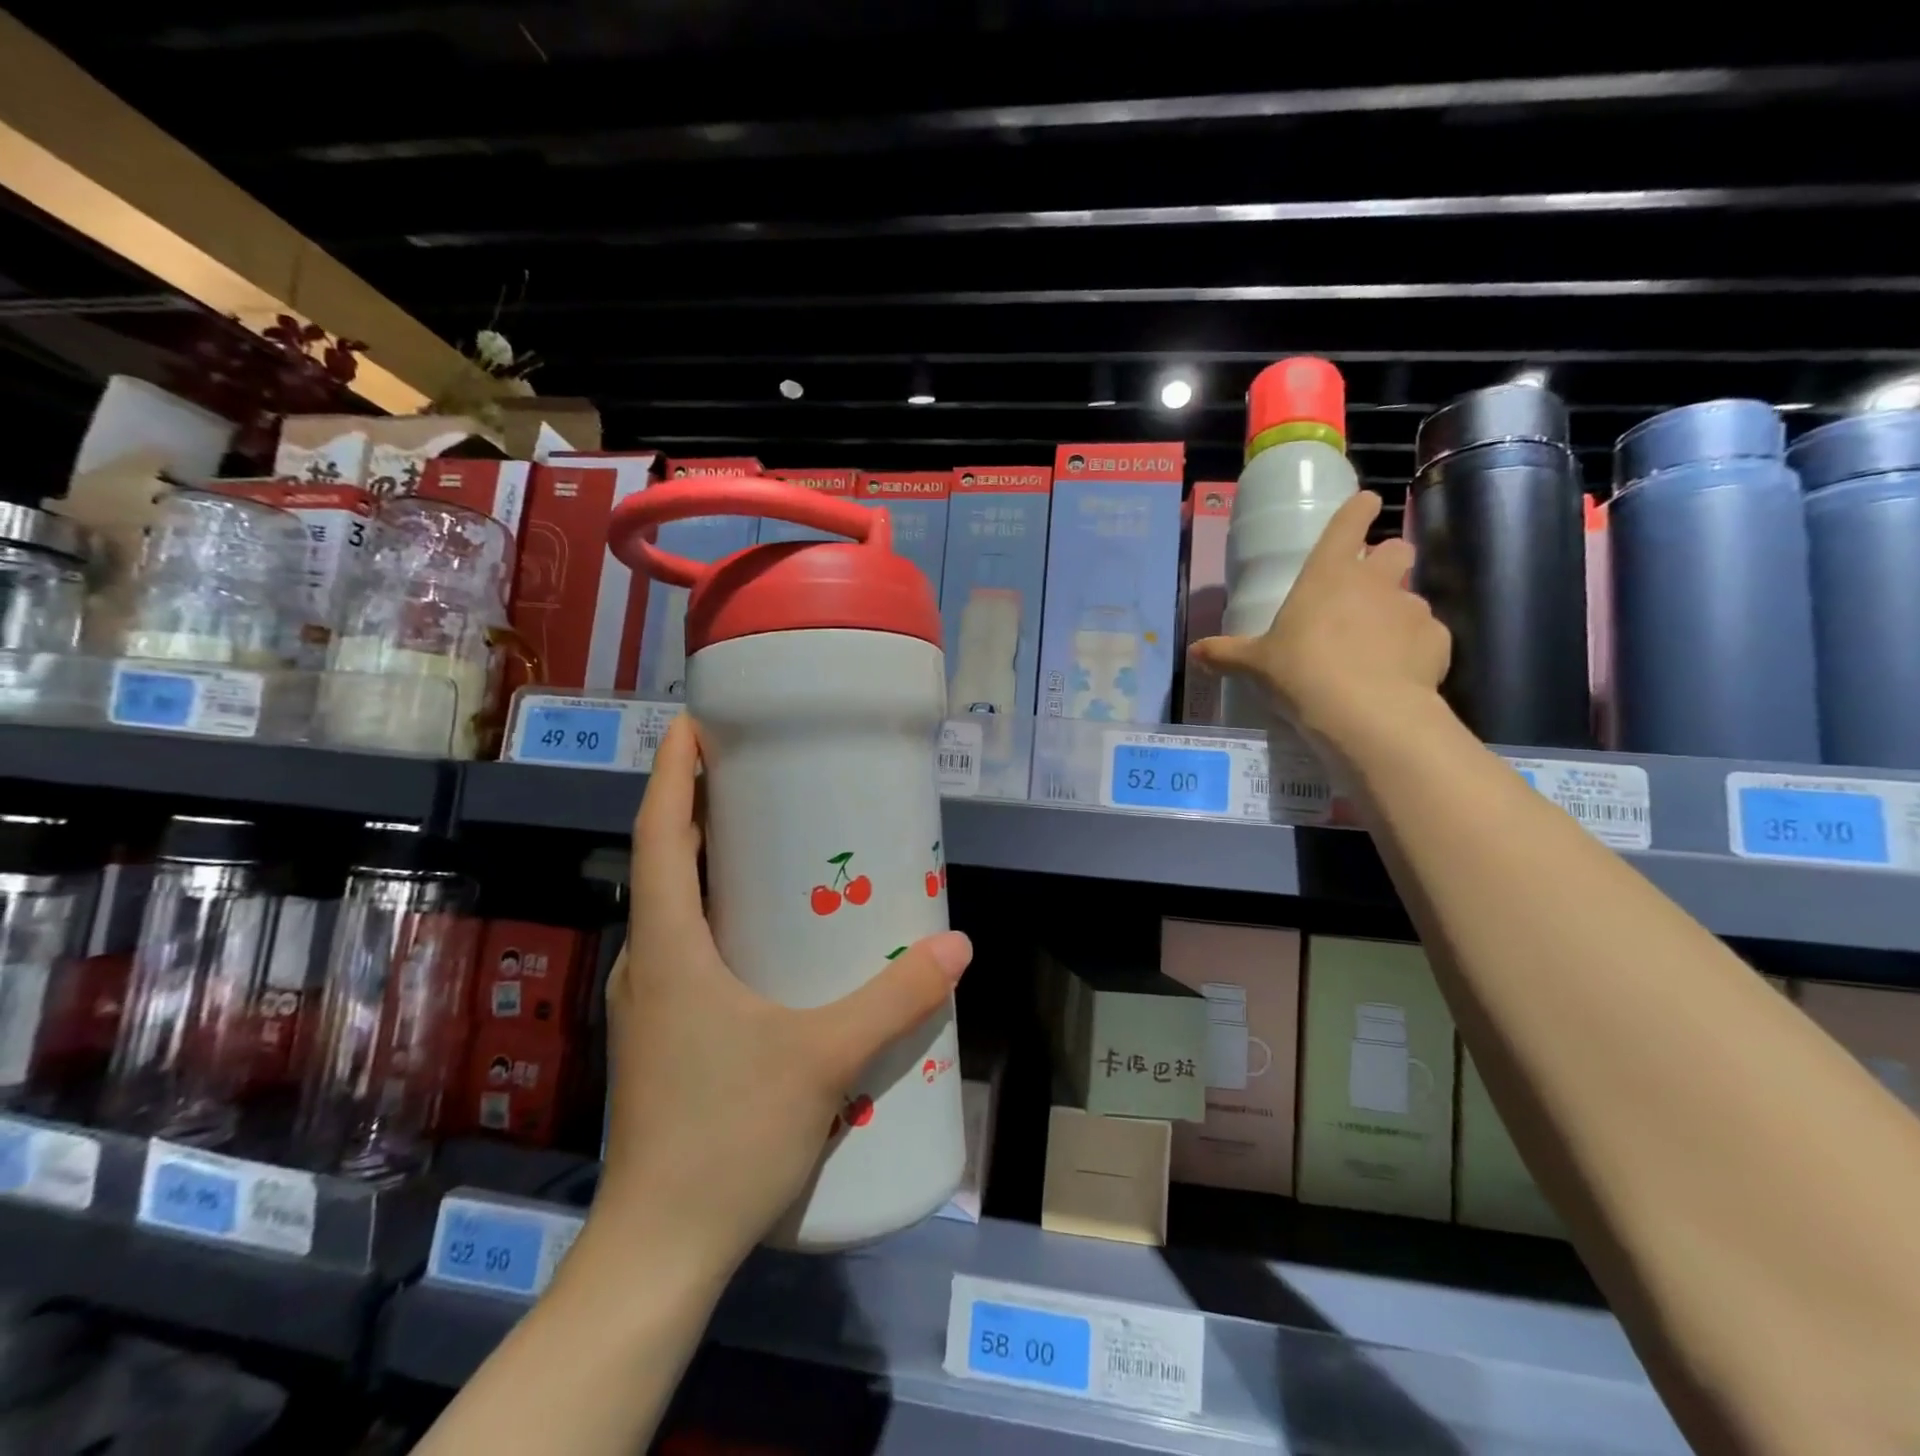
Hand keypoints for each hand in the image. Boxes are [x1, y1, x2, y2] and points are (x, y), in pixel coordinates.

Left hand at [593, 715, 972, 1272]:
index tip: (693, 726)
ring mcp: (650, 1003)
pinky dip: (717, 917)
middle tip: (755, 777)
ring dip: (708, 866)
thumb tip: (957, 947)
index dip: (671, 774)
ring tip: (765, 843)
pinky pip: (687, 950)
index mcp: (669, 947)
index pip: (658, 835)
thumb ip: (894, 999)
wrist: (659, 1250)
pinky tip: (765, 937)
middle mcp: (649, 963)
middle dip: (699, 809)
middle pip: (665, 864)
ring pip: (674, 910)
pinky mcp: (663, 1036)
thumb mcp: (824, 1060)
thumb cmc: (727, 1137)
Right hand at [1190, 491, 1449, 749]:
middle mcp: (1375, 580)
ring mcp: (1411, 608)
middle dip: (1387, 561)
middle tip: (1365, 591)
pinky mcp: (1437, 640)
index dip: (1358, 510)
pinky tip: (1397, 674)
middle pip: (1397, 549)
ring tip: (1376, 647)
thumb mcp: (1255, 665)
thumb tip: (1194, 654)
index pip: (1350, 520)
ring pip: (1411, 597)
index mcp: (1328, 573)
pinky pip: (1426, 636)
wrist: (1366, 712)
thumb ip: (1226, 654)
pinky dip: (1414, 649)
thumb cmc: (1301, 673)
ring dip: (1395, 613)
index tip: (1364, 506)